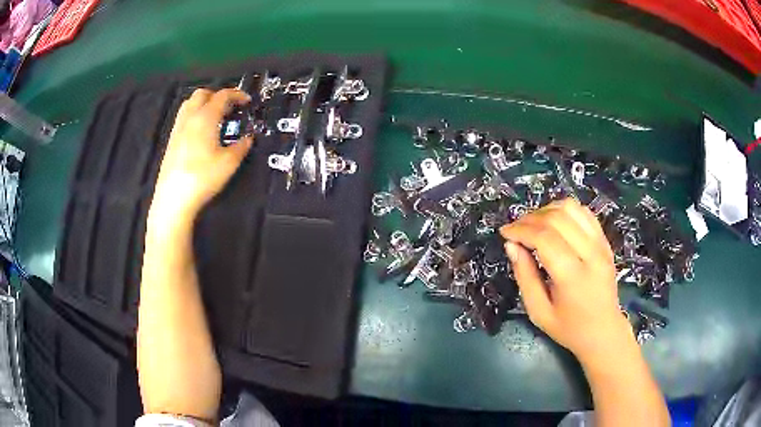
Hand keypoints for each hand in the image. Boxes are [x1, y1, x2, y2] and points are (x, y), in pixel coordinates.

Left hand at [151, 88, 252, 221]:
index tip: (246, 100)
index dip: (237, 94)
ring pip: (189, 103)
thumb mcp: (229, 163)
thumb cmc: (202, 178)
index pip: (222, 96)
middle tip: (229, 107)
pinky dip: (194, 115)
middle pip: (202, 93)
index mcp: (205, 118)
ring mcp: (178, 129)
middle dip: (218, 95)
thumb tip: (248, 139)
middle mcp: (189, 118)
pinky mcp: (171, 141)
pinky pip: (183, 117)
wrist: (174, 198)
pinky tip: (201, 132)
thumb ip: (241, 147)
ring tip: (215, 116)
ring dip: (204, 103)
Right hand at [500, 198, 630, 360]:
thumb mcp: (539, 312)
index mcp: (573, 277)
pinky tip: (554, 223)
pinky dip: (564, 211)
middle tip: (515, 230)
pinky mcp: (605, 240)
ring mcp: (601, 244)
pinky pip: (583, 212)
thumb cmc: (569, 328)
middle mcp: (591, 254)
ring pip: (571, 208)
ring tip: (533, 225)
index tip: (505, 233)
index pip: (545, 238)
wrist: (604, 331)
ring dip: (546, 210)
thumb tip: (511, 245)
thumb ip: (525, 277)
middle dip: (530, 219)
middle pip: (556, 218)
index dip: (520, 230)